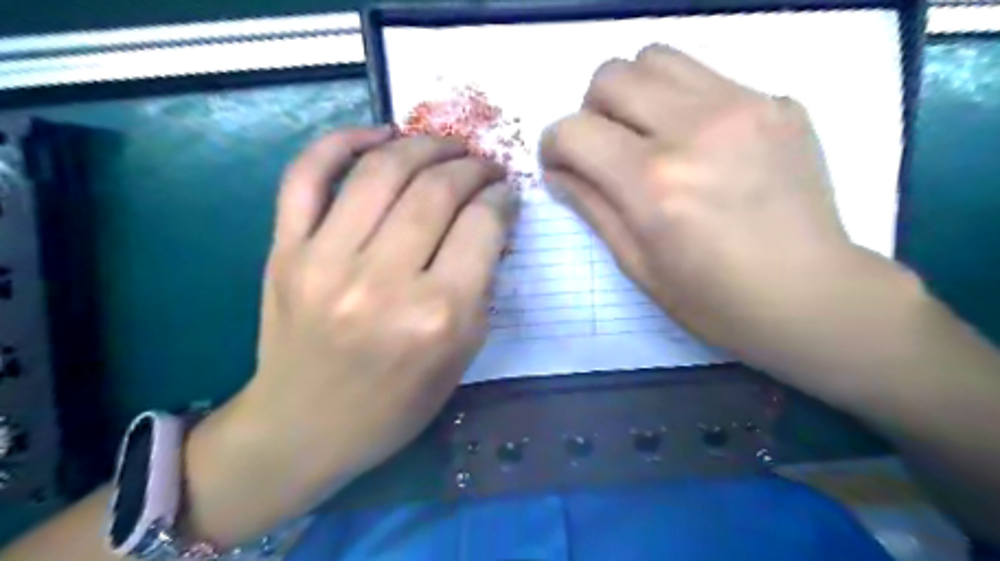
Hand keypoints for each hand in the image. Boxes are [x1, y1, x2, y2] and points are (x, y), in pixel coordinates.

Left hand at [186, 129, 514, 542]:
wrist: (303, 428)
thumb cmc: (395, 405)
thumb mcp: (461, 355)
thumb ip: (480, 286)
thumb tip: (488, 223)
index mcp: (437, 316)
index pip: (482, 226)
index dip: (502, 198)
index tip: (506, 193)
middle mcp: (382, 282)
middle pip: (437, 189)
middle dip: (471, 166)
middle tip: (483, 165)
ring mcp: (325, 261)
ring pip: (381, 169)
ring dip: (423, 144)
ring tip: (445, 145)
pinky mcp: (284, 251)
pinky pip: (307, 175)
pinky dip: (342, 141)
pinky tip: (379, 134)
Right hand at [539, 45, 911, 381]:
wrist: (810, 296)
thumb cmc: (713, 299)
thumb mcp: (637, 265)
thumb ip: (591, 207)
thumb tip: (558, 171)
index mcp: (653, 183)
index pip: (573, 131)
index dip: (554, 146)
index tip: (563, 165)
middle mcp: (693, 129)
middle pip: (610, 76)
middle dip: (591, 112)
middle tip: (606, 149)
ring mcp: (743, 107)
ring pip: (656, 57)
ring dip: (635, 93)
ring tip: (648, 134)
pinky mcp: (777, 103)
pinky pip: (707, 76)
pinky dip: (684, 101)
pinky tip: (702, 143)